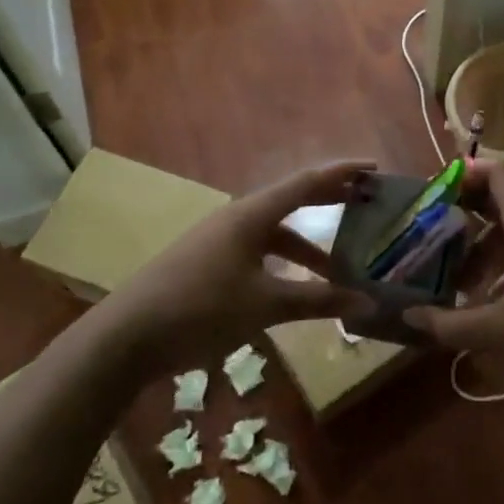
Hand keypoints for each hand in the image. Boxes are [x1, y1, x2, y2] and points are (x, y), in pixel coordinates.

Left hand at [99, 160, 377, 376]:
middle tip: (365, 204)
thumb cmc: (201, 308)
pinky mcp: (209, 261)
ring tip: (338, 268)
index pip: (307, 182)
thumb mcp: (265, 305)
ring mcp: (220, 239)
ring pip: (275, 233)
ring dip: (307, 245)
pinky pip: (258, 251)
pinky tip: (294, 288)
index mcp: (252, 214)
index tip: (375, 168)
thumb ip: (317, 301)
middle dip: (329, 202)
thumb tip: (368, 300)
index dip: (343, 172)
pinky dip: (283, 263)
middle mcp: (238, 217)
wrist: (127, 335)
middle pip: (292, 200)